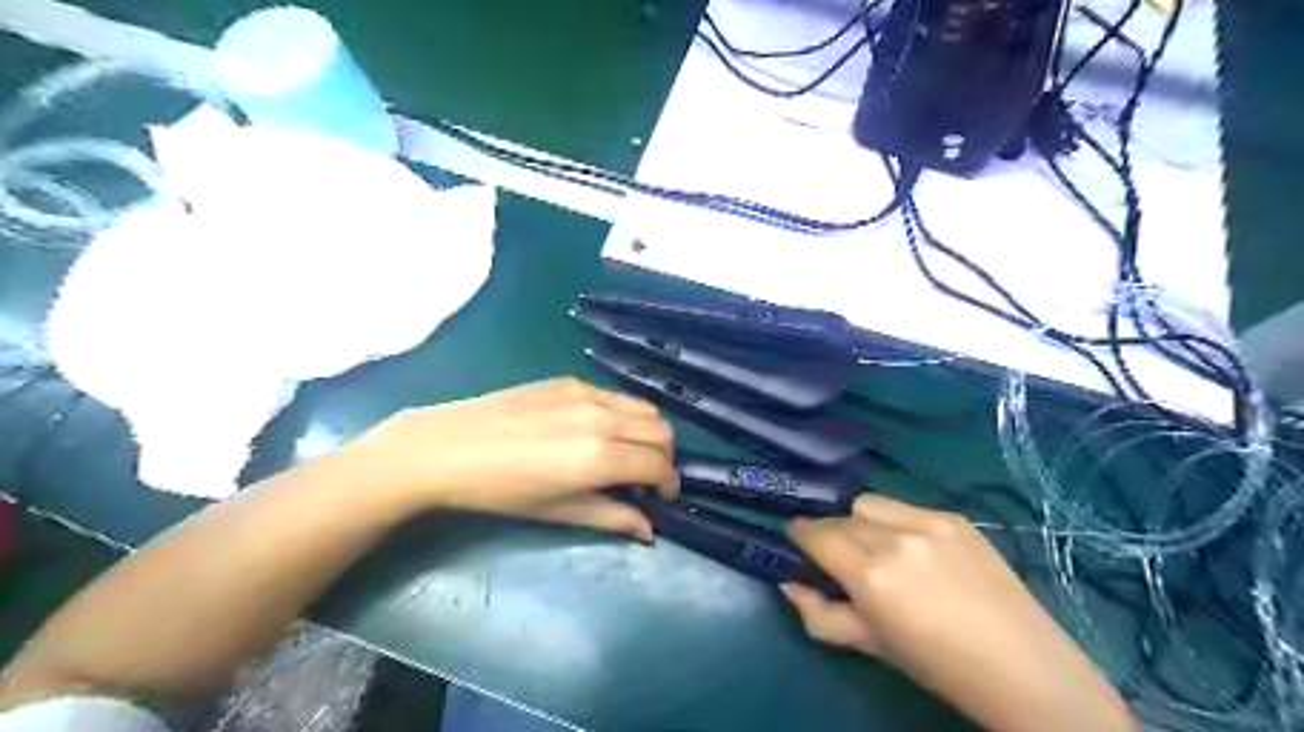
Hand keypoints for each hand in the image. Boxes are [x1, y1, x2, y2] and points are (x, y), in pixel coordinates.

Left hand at [339, 381, 678, 539]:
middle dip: (663, 457)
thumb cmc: (501, 491)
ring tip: (628, 452)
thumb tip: (648, 530)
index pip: (659, 465)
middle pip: (662, 431)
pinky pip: (616, 395)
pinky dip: (624, 414)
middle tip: (646, 477)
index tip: (661, 497)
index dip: (668, 484)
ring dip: (648, 432)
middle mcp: (604, 418)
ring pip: (644, 408)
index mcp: (601, 456)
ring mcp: (588, 393)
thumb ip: (611, 517)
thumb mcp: (557, 511)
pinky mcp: (571, 380)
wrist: (448, 447)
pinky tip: (599, 430)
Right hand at [782, 490, 1131, 731]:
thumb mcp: (869, 646)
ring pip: (869, 503)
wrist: (1024, 667)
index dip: (798, 535)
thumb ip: (819, 614)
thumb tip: (787, 583)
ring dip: (859, 520)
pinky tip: (915, 549)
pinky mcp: (955, 517)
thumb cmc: (938, 665)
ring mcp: (929, 522)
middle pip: (839, 515)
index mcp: (871, 574)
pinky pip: (906, 506)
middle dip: (829, 532)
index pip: (814, 532)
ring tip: (876, 547)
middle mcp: (895, 537)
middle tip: (838, 557)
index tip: (796, 544)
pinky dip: (895, 520)